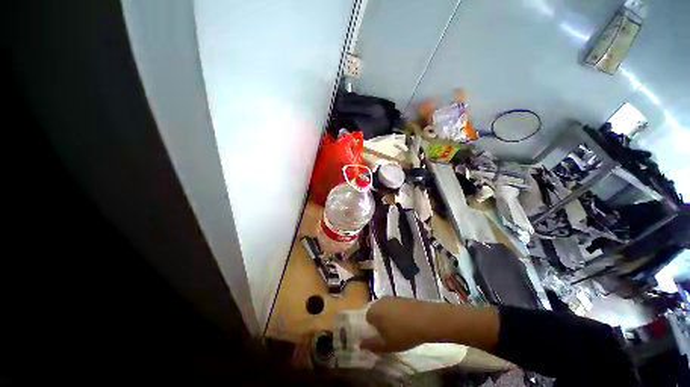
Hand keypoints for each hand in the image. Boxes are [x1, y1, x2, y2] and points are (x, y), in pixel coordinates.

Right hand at [360, 297, 499, 353]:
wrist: (426, 319)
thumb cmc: (403, 333)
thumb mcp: (386, 345)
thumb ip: (371, 344)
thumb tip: (360, 343)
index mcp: (373, 310)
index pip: (367, 318)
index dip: (372, 329)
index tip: (380, 338)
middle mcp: (380, 300)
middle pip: (376, 312)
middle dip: (380, 323)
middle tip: (389, 335)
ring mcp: (392, 297)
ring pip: (386, 309)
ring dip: (389, 318)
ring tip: (399, 330)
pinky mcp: (402, 297)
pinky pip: (395, 307)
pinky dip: (398, 314)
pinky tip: (406, 323)